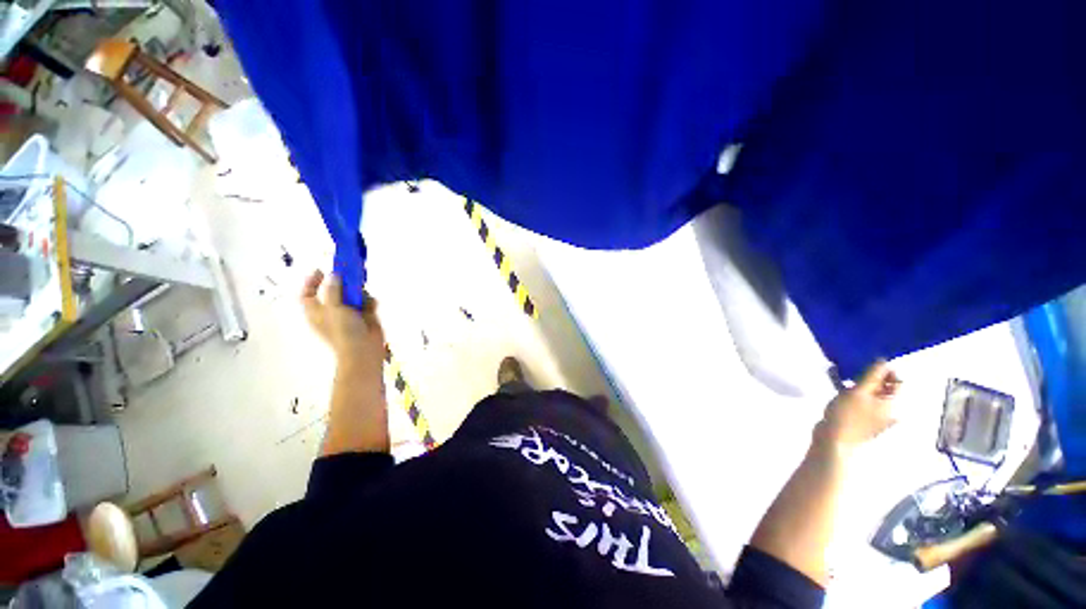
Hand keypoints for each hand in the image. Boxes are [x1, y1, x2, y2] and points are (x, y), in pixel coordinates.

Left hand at [300, 270, 384, 372]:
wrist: (363, 349)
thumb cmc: (343, 331)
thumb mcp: (333, 308)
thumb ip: (333, 289)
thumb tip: (334, 275)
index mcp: (317, 312)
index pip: (308, 294)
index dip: (311, 282)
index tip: (321, 270)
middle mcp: (332, 311)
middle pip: (334, 291)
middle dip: (342, 283)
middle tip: (350, 275)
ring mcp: (349, 314)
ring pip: (353, 295)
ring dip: (358, 292)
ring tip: (362, 293)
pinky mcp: (365, 316)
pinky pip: (367, 302)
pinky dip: (369, 301)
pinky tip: (372, 304)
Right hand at [816, 360, 899, 453]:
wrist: (833, 440)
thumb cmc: (847, 415)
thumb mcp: (859, 391)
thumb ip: (872, 375)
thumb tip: (884, 360)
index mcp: (892, 404)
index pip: (897, 381)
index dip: (885, 370)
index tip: (866, 363)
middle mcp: (887, 410)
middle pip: (882, 387)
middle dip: (867, 375)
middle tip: (851, 367)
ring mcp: (872, 415)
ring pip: (867, 393)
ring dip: (855, 381)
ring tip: (838, 372)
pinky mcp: (858, 418)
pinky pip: (857, 399)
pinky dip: (848, 390)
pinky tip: (835, 383)